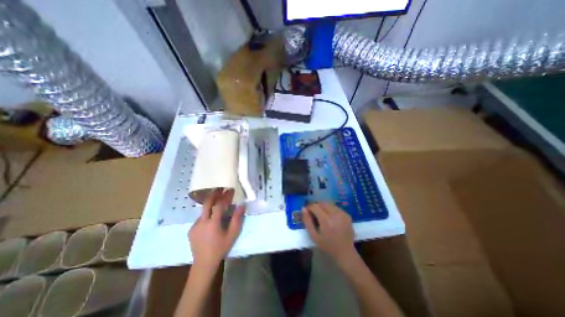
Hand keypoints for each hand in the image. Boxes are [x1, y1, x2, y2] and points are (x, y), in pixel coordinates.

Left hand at [190, 190, 245, 268]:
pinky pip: (200, 217)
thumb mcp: (232, 234)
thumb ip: (237, 219)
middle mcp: (202, 222)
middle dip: (214, 194)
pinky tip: (211, 217)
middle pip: (207, 203)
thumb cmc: (221, 248)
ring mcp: (195, 226)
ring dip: (211, 204)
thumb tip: (241, 206)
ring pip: (203, 210)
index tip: (230, 190)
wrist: (204, 263)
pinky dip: (207, 213)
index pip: (219, 205)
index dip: (225, 196)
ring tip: (217, 200)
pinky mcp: (191, 229)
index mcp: (213, 223)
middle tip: (220, 188)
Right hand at [302, 203, 354, 263]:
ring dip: (323, 206)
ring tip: (321, 214)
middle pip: (322, 203)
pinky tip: (330, 217)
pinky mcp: (347, 215)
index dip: (309, 207)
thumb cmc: (327, 246)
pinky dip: (330, 209)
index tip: (307, 210)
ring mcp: (342, 214)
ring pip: (329, 203)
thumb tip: (303, 208)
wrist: (345, 253)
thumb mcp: (314, 236)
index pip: (315, 206)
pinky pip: (336, 207)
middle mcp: (335, 214)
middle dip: (316, 205)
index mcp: (326, 220)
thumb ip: (307, 221)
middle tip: (314, 212)